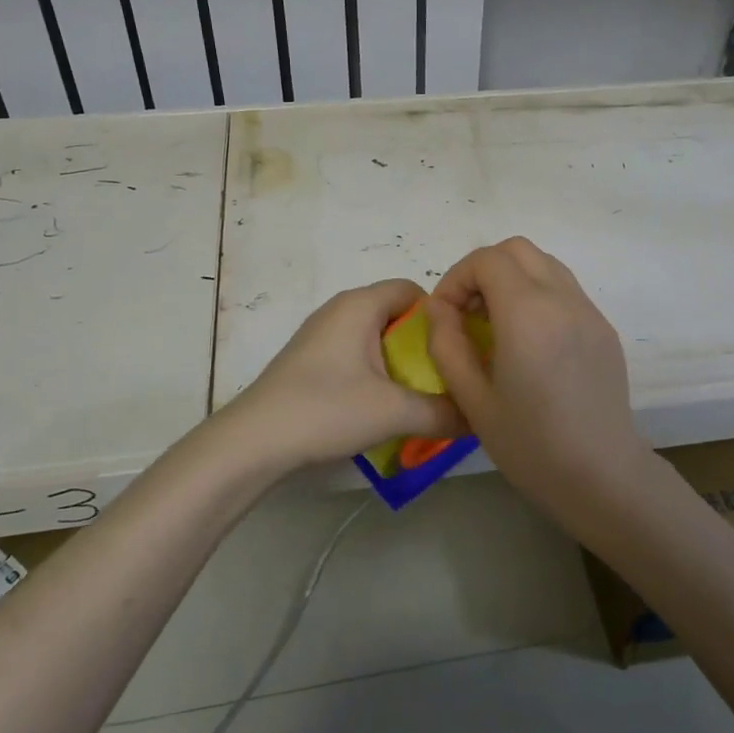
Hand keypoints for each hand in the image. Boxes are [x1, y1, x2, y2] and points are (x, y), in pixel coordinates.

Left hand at [221, 279, 466, 472]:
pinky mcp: (311, 360)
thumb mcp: (394, 412)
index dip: (442, 316)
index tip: (459, 351)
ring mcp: (322, 335)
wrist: (254, 442)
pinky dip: (377, 374)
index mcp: (360, 304)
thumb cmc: (326, 410)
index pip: (414, 290)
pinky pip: (357, 355)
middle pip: (397, 314)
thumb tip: (480, 417)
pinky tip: (383, 407)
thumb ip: (444, 411)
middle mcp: (340, 309)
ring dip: (401, 364)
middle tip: (447, 379)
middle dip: (424, 345)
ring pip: (377, 338)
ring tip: (421, 397)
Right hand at [423, 238, 651, 505]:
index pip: (486, 260)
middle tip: (467, 313)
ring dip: (512, 278)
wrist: (602, 476)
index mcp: (527, 313)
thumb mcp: (471, 400)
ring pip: (544, 263)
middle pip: (516, 249)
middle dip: (483, 270)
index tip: (445, 315)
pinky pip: (564, 289)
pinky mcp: (603, 327)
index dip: (455, 279)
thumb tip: (438, 308)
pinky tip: (529, 342)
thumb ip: (446, 344)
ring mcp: (589, 310)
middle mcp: (562, 299)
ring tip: (496, 324)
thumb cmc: (530, 445)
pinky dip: (537, 295)